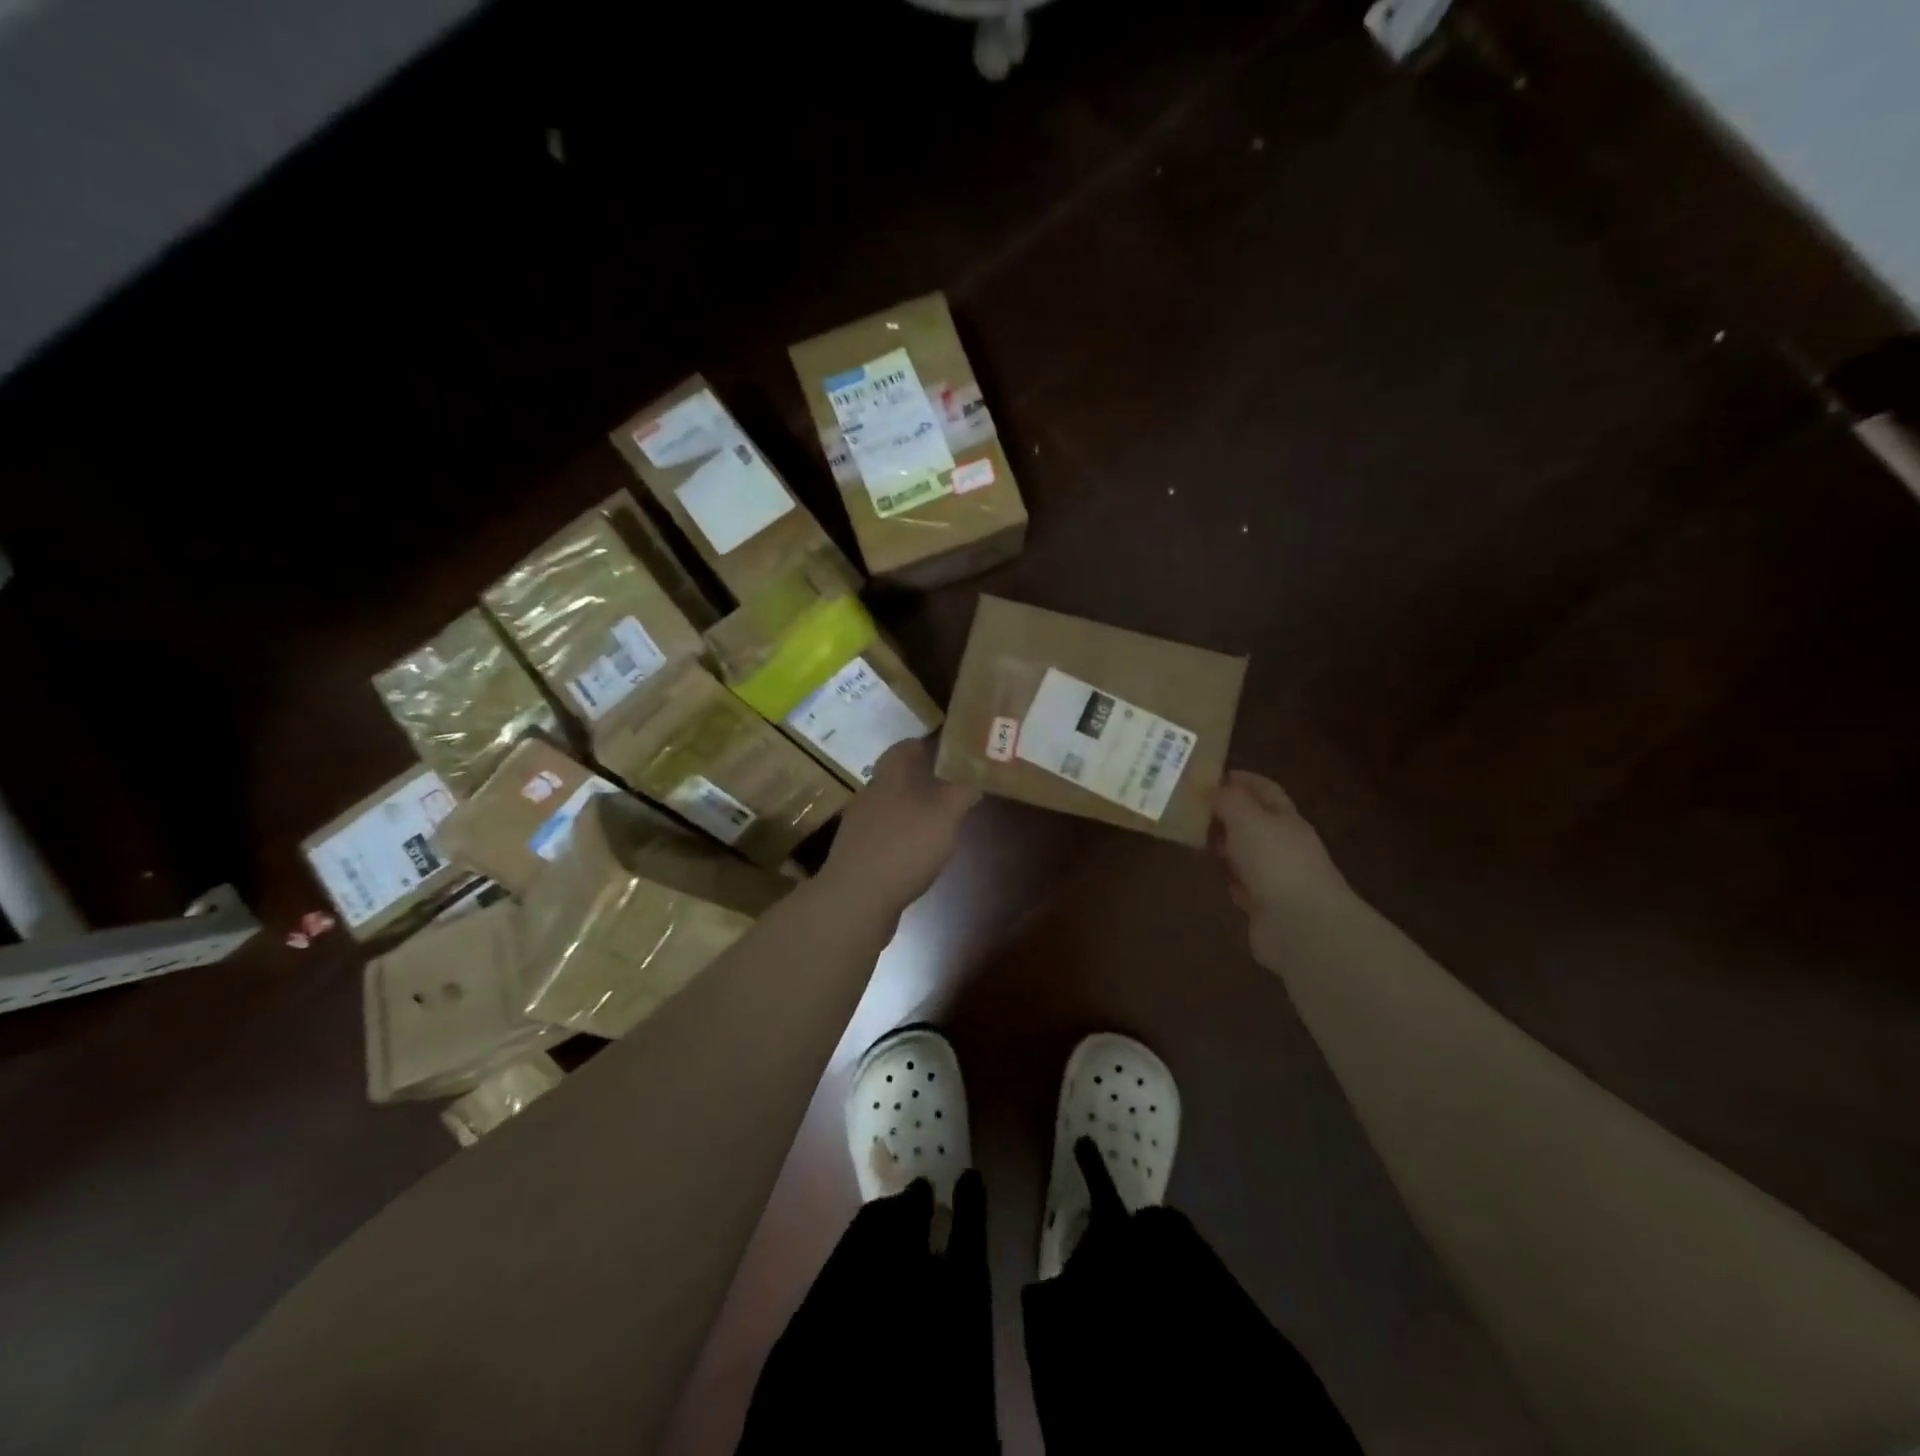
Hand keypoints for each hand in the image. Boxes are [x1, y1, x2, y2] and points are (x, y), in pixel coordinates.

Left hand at [823, 737, 979, 915]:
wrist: (856, 899)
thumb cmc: (904, 846)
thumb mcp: (945, 814)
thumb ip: (961, 791)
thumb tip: (975, 774)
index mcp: (889, 777)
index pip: (904, 747)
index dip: (925, 744)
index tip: (949, 750)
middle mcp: (870, 796)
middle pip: (896, 777)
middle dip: (922, 778)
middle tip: (952, 786)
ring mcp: (859, 827)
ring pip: (890, 807)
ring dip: (912, 810)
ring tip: (940, 821)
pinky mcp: (857, 855)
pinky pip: (884, 836)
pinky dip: (902, 838)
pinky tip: (918, 853)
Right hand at [1210, 771, 1349, 967]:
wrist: (1300, 925)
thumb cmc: (1275, 861)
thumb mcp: (1247, 819)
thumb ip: (1228, 800)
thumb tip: (1212, 787)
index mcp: (1286, 819)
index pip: (1265, 790)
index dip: (1242, 780)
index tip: (1211, 775)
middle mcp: (1284, 845)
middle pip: (1254, 822)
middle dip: (1227, 813)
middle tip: (1192, 808)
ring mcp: (1277, 877)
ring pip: (1247, 853)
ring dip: (1225, 846)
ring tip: (1194, 838)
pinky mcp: (1265, 906)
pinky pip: (1243, 884)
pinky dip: (1230, 878)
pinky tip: (1212, 875)